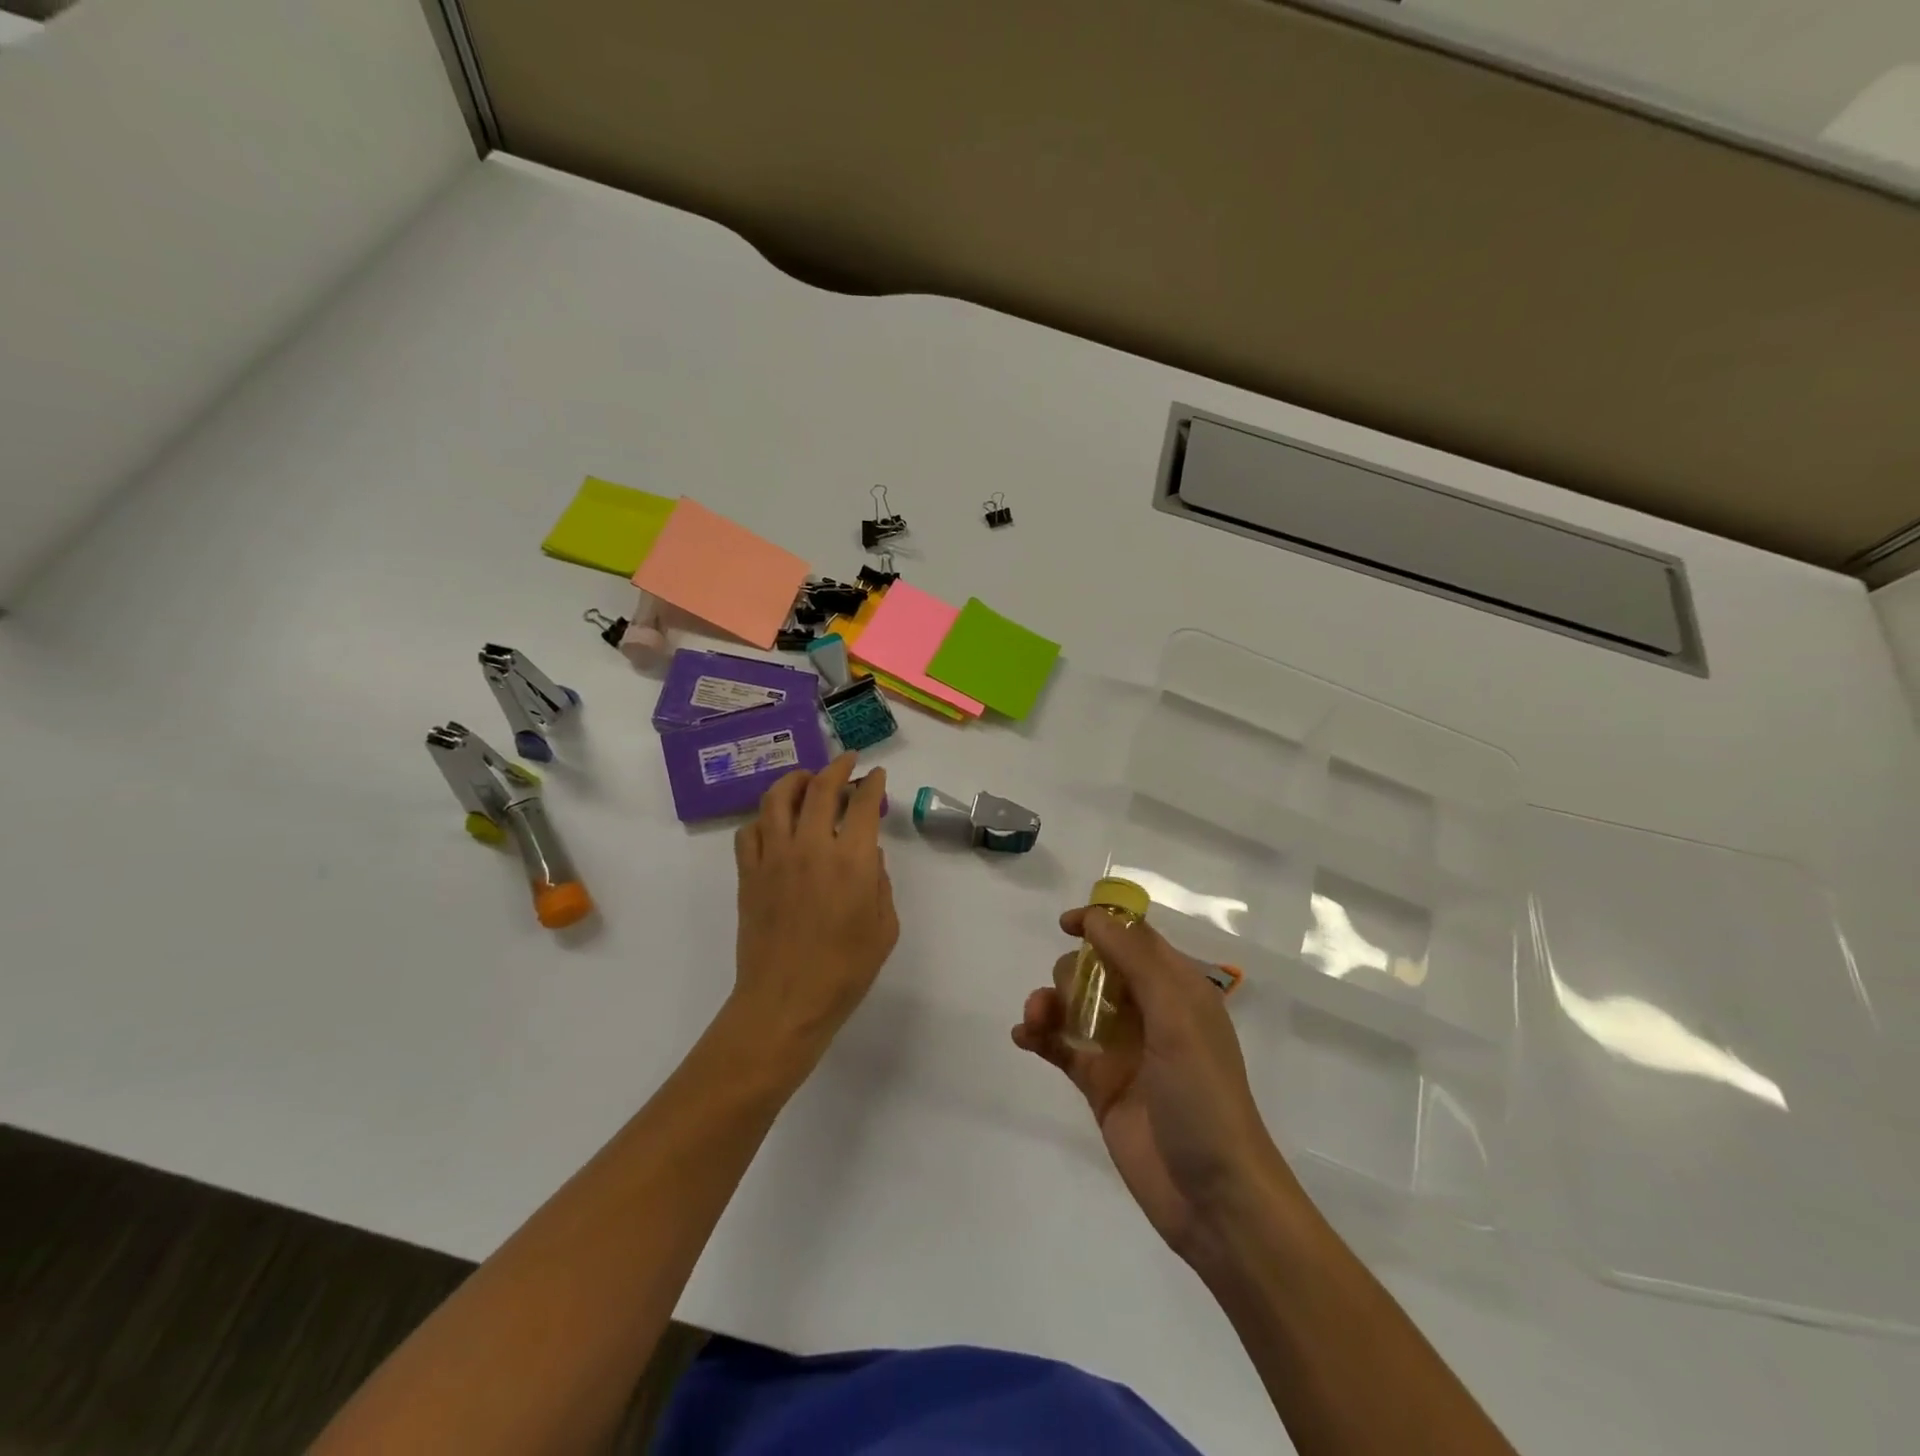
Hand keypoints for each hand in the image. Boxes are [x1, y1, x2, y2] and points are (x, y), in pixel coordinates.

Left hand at [732, 754, 897, 1064]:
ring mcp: (773, 858)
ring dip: (795, 780)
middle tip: (845, 762)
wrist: (785, 1002)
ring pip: (777, 799)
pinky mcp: (749, 874)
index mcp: (851, 860)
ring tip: (806, 778)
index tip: (876, 775)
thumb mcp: (884, 927)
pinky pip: (750, 831)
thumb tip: (868, 858)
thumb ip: (880, 884)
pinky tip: (774, 823)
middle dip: (836, 768)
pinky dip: (764, 818)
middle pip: (819, 789)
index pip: (862, 804)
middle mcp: (810, 847)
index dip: (872, 784)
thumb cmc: (844, 971)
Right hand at [1013, 907, 1301, 1263]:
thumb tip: (1093, 916)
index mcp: (1177, 989)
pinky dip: (1039, 1035)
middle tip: (1067, 999)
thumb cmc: (1203, 1096)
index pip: (1134, 938)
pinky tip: (1024, 1037)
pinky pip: (1061, 1046)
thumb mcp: (1177, 1017)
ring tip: (1035, 1021)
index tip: (1066, 925)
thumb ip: (1135, 960)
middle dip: (1072, 973)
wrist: (1214, 1197)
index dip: (1101, 924)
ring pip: (1074, 1004)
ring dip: (1049, 1002)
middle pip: (1096, 968)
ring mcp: (1122, 1048)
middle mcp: (1149, 1011)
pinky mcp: (1100, 1083)